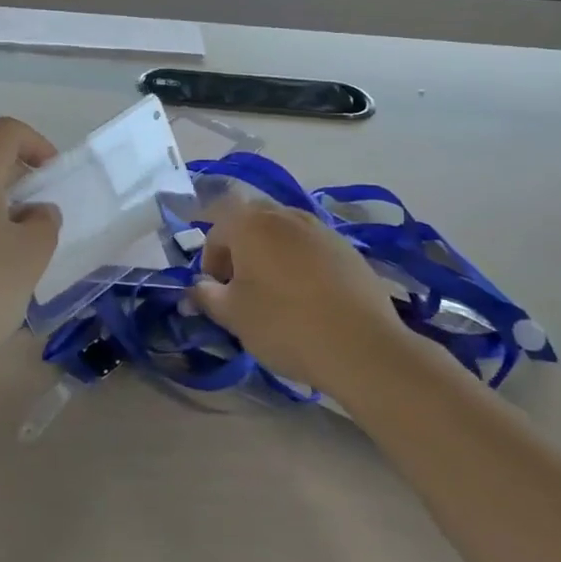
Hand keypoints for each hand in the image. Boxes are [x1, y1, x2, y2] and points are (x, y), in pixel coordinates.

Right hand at [190, 201, 408, 395]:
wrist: (362, 346)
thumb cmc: (284, 325)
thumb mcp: (233, 316)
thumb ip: (207, 296)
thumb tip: (198, 287)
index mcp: (250, 223)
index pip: (216, 230)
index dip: (210, 260)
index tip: (215, 291)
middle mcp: (284, 215)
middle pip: (251, 221)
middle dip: (240, 247)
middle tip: (242, 285)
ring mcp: (320, 228)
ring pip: (284, 232)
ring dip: (271, 253)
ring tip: (275, 291)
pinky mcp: (348, 248)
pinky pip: (312, 247)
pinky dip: (301, 263)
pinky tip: (308, 297)